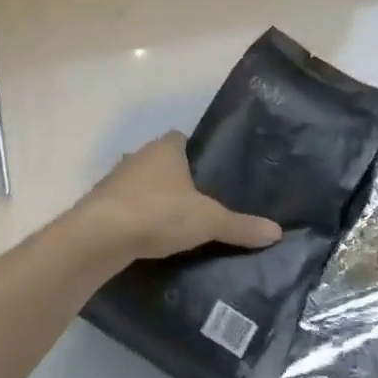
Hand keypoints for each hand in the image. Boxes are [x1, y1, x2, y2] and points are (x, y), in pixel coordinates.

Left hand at [74, 131, 282, 262]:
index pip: (183, 139)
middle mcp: (137, 156)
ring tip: (175, 224)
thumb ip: (241, 226)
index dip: (196, 154)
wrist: (99, 237)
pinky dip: (136, 218)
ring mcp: (114, 180)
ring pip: (141, 185)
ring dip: (153, 200)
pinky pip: (125, 207)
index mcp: (165, 148)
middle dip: (176, 179)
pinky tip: (148, 238)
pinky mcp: (99, 205)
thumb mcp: (208, 221)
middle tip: (199, 203)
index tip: (211, 175)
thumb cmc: (158, 213)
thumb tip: (277, 232)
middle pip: (161, 162)